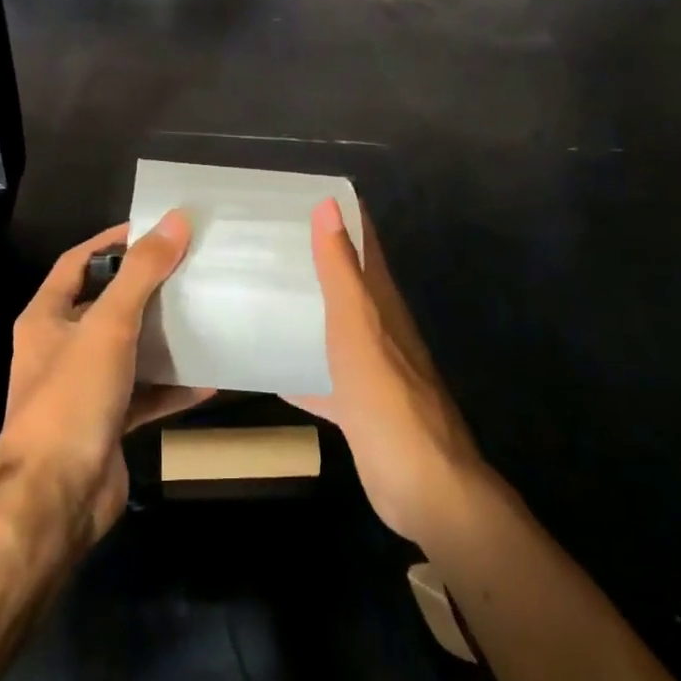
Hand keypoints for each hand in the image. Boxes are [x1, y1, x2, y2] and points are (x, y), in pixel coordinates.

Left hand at [0, 215, 211, 546]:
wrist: (54, 500)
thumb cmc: (71, 399)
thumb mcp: (108, 326)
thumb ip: (142, 273)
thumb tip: (176, 220)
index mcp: (47, 318)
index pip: (77, 262)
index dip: (112, 241)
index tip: (155, 228)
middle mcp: (60, 348)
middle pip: (106, 304)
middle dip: (145, 287)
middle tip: (190, 268)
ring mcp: (84, 388)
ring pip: (128, 350)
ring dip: (161, 336)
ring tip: (203, 313)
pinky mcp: (107, 423)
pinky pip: (144, 394)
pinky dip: (172, 386)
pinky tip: (208, 379)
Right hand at [289, 200, 485, 547]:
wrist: (421, 486)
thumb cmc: (387, 397)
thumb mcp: (358, 327)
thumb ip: (341, 270)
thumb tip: (329, 204)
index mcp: (381, 302)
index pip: (364, 244)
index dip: (341, 215)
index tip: (299, 194)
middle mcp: (378, 329)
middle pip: (345, 283)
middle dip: (312, 258)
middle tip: (263, 239)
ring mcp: (368, 369)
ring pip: (332, 327)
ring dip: (304, 309)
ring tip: (258, 291)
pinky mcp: (357, 406)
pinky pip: (322, 376)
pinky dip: (298, 368)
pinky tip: (266, 366)